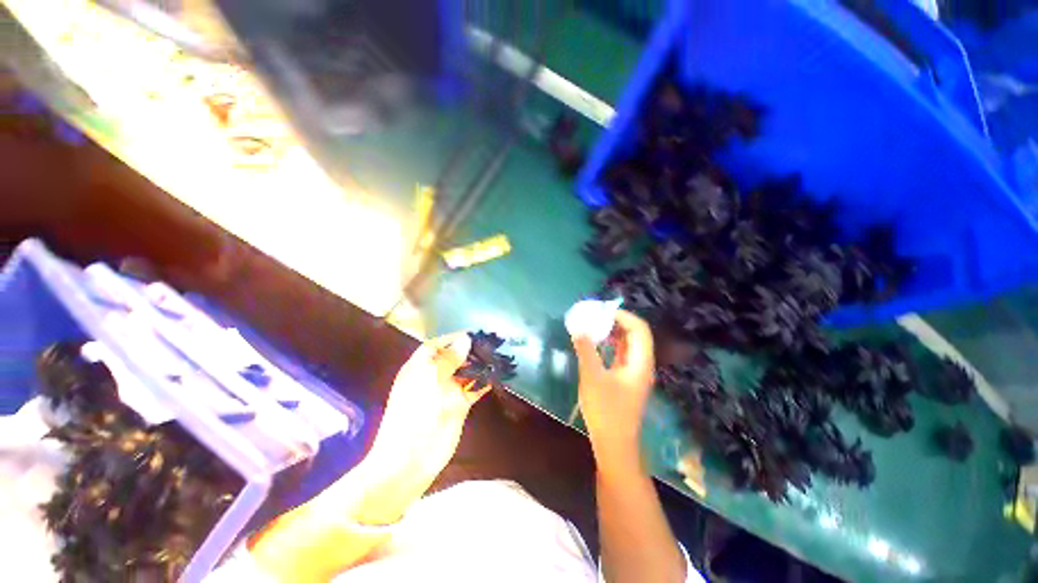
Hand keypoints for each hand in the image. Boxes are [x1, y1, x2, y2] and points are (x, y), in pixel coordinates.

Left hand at [366, 332, 487, 493]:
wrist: (410, 458)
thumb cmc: (415, 412)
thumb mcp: (430, 379)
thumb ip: (449, 359)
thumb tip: (465, 339)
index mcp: (420, 367)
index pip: (437, 345)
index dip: (453, 338)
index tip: (473, 334)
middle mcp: (434, 376)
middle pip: (453, 358)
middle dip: (469, 351)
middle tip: (490, 344)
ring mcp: (447, 391)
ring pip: (465, 372)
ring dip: (479, 365)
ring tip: (496, 355)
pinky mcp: (459, 405)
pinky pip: (473, 389)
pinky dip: (484, 382)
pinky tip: (496, 375)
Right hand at [571, 310, 654, 468]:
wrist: (614, 445)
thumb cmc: (606, 411)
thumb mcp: (592, 377)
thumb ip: (586, 350)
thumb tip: (578, 327)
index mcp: (640, 362)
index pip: (639, 329)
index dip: (623, 316)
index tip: (602, 311)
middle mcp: (641, 364)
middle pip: (635, 335)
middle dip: (616, 322)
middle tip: (595, 316)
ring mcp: (634, 373)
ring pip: (627, 344)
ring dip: (612, 333)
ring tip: (593, 326)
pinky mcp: (625, 380)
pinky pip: (620, 354)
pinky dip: (610, 345)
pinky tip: (596, 344)